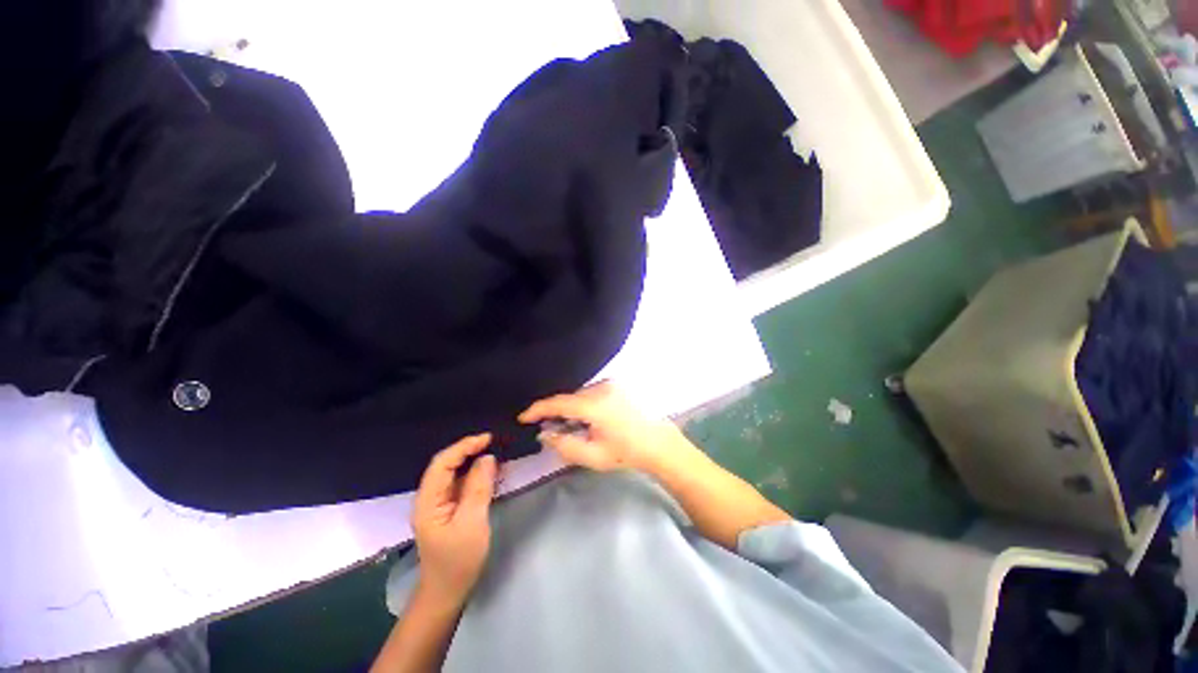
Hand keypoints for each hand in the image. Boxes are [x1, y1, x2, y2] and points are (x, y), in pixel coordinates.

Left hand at [411, 433, 496, 606]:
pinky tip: (493, 472)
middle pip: (447, 464)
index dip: (464, 446)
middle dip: (470, 450)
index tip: (488, 438)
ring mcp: (440, 503)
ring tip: (497, 452)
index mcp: (428, 500)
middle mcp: (431, 497)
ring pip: (456, 472)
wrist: (448, 592)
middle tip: (496, 442)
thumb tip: (488, 458)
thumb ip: (478, 488)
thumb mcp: (472, 523)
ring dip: (475, 460)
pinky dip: (477, 474)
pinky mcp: (450, 508)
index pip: (442, 462)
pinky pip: (463, 483)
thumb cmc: (458, 560)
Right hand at [518, 381, 688, 472]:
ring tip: (575, 427)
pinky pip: (592, 392)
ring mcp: (611, 384)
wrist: (659, 443)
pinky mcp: (617, 385)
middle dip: (558, 412)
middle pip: (569, 398)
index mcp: (595, 405)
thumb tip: (545, 434)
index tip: (523, 417)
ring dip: (572, 408)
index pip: (558, 403)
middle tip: (552, 430)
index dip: (538, 409)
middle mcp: (601, 387)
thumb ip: (564, 445)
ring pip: (580, 395)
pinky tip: (590, 419)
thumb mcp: (592, 456)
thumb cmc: (626, 452)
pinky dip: (585, 404)